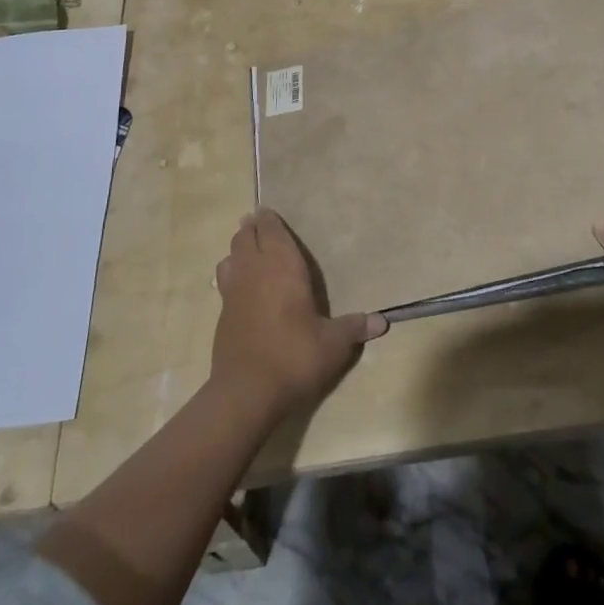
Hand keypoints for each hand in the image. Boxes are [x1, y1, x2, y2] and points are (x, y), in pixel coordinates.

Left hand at [211, 208, 385, 419]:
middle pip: (245, 236)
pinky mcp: (222, 314)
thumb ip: (354, 328)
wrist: (246, 392)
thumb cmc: (294, 356)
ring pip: (230, 255)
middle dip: (253, 228)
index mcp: (282, 266)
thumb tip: (381, 322)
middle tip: (260, 224)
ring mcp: (233, 291)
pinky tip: (240, 285)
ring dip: (239, 249)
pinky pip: (224, 280)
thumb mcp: (332, 344)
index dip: (270, 219)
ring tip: (248, 250)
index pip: (271, 230)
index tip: (270, 211)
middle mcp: (255, 270)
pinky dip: (231, 274)